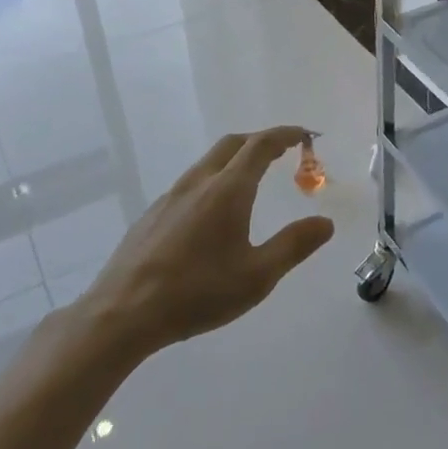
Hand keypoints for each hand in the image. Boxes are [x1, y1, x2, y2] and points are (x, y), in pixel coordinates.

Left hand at [78, 127, 334, 356]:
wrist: (122, 314)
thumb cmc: (197, 293)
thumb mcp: (257, 276)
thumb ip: (294, 245)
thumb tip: (325, 223)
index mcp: (228, 190)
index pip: (261, 145)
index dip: (285, 134)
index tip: (304, 134)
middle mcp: (199, 183)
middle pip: (232, 144)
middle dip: (260, 140)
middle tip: (282, 151)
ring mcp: (170, 196)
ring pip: (208, 162)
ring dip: (235, 158)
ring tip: (252, 178)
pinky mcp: (152, 214)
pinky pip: (190, 182)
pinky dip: (214, 179)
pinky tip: (213, 212)